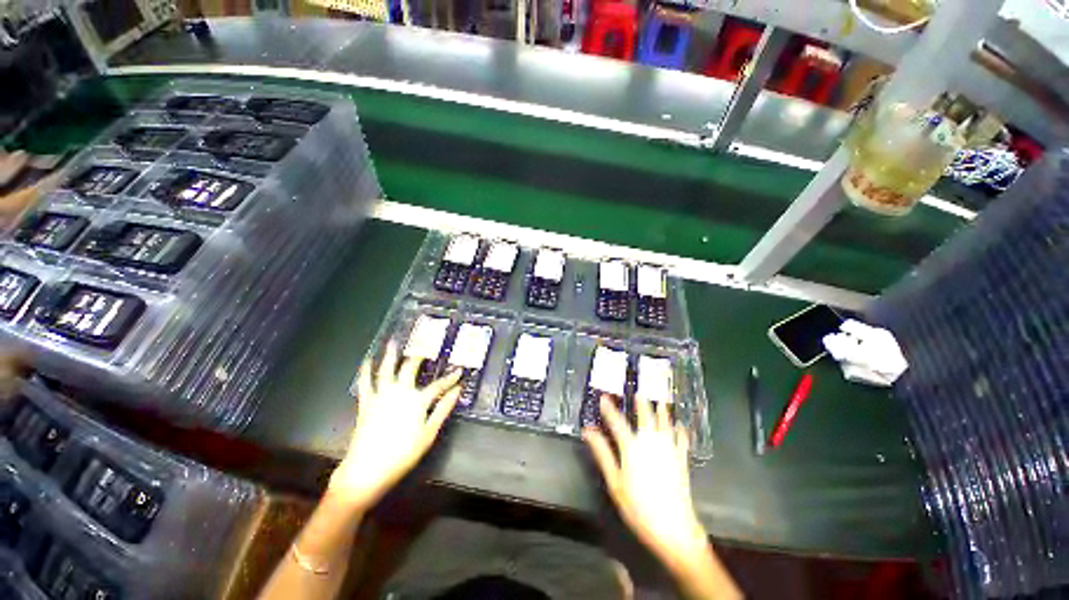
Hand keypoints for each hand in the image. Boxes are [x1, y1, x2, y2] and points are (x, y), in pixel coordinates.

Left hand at [327, 342, 461, 512]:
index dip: (451, 377)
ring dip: (391, 354)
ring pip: (386, 369)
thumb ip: (443, 409)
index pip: (439, 385)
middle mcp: (399, 392)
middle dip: (419, 355)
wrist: (366, 470)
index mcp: (417, 401)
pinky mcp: (366, 402)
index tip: (460, 370)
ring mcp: (381, 396)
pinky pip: (365, 383)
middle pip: (411, 368)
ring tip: (393, 341)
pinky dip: (366, 370)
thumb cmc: (403, 454)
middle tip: (424, 343)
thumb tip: (458, 390)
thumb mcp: (429, 433)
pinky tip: (367, 360)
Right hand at [583, 396, 710, 574]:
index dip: (609, 408)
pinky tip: (680, 424)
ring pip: (665, 423)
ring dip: (662, 410)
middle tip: (639, 390)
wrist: (674, 529)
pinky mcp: (682, 460)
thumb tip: (588, 431)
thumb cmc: (638, 507)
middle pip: (645, 416)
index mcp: (632, 448)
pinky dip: (680, 430)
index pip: (617, 422)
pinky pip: (682, 439)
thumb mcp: (615, 482)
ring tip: (661, 398)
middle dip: (642, 402)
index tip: (604, 397)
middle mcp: (651, 443)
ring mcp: (669, 450)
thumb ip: (602, 454)